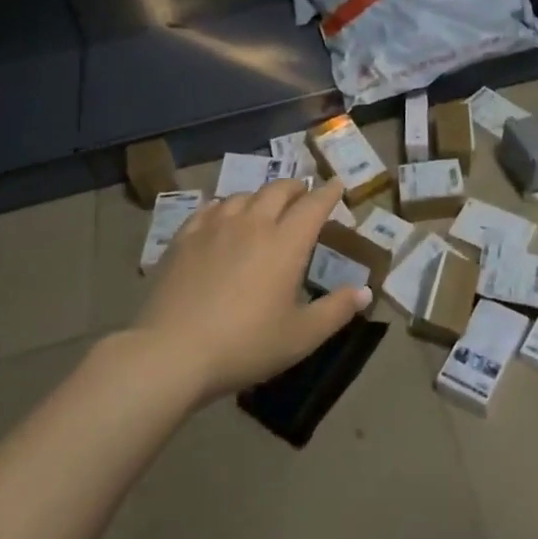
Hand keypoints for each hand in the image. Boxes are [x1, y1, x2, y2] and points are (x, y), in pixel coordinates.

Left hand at [135, 179, 369, 401]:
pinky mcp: (184, 238)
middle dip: (296, 188)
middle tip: (303, 195)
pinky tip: (222, 218)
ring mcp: (215, 227)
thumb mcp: (300, 336)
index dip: (328, 193)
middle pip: (278, 190)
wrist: (171, 353)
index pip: (314, 204)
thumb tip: (366, 292)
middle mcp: (253, 223)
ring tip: (264, 208)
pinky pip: (210, 209)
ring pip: (243, 196)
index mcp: (286, 242)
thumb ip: (336, 310)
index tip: (337, 185)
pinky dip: (225, 207)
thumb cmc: (245, 345)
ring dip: (260, 197)